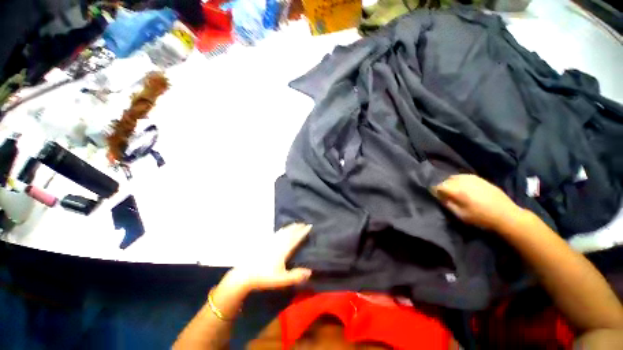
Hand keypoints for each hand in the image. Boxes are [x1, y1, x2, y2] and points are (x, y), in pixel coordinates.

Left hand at [224, 223, 312, 292]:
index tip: (309, 226)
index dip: (303, 232)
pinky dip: (283, 229)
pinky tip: (283, 229)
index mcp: (284, 249)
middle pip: (290, 232)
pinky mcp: (266, 242)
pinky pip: (277, 232)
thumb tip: (310, 272)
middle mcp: (279, 242)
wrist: (246, 274)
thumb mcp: (282, 279)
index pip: (296, 238)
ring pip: (284, 231)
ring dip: (291, 226)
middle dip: (298, 227)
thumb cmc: (265, 276)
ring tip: (296, 224)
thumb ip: (296, 276)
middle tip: (305, 223)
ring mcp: (272, 241)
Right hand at [432, 174, 522, 231]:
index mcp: (457, 190)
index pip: (438, 186)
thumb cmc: (481, 218)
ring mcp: (472, 178)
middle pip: (445, 180)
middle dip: (443, 187)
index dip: (434, 191)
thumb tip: (439, 196)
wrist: (506, 215)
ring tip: (454, 191)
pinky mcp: (479, 178)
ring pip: (454, 177)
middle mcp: (462, 181)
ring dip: (451, 183)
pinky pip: (463, 176)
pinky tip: (464, 188)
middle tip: (444, 195)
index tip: (435, 196)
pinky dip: (459, 181)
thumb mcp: (460, 215)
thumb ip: (447, 204)